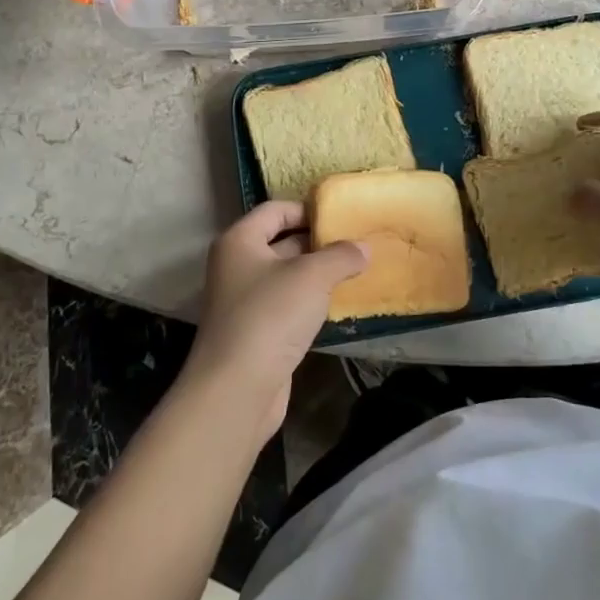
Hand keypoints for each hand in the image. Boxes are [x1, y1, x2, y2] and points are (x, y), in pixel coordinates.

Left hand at [185, 201, 367, 438]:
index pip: (276, 210)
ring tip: (355, 271)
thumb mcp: (312, 276)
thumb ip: (340, 255)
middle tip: (357, 244)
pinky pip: (287, 305)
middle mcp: (236, 265)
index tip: (342, 218)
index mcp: (240, 241)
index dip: (308, 209)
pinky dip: (310, 302)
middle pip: (281, 241)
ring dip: (317, 274)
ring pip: (286, 276)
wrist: (237, 389)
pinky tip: (337, 305)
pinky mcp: (255, 331)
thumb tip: (363, 248)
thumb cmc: (270, 316)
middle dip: (318, 242)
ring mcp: (244, 300)